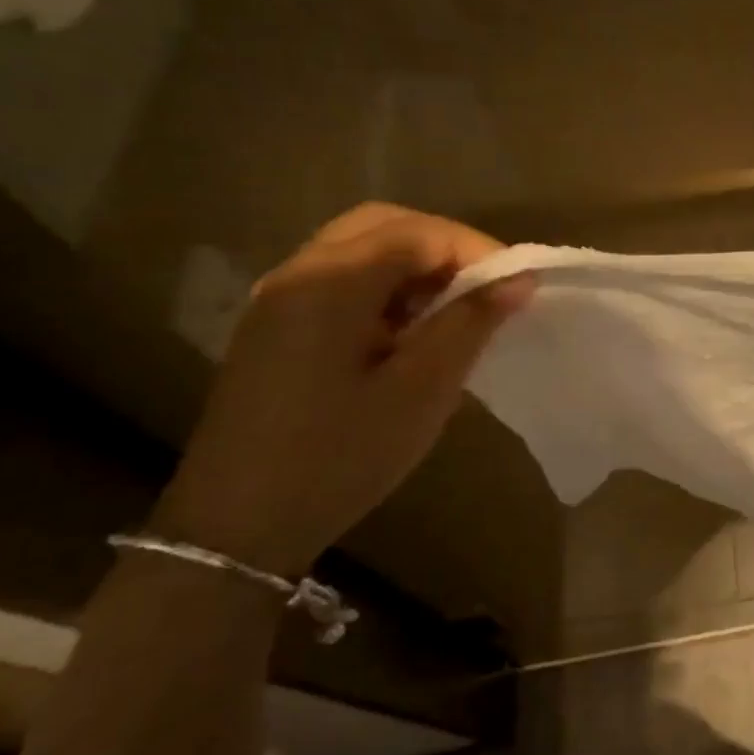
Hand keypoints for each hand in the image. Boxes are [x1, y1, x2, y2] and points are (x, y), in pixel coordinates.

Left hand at [151, 204, 529, 573]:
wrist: (235, 528)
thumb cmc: (340, 455)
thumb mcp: (422, 390)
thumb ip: (470, 323)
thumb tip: (517, 279)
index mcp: (330, 282)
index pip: (418, 233)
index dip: (475, 250)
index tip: (516, 286)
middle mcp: (298, 274)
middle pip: (383, 226)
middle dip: (443, 247)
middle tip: (484, 288)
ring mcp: (279, 300)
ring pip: (360, 250)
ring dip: (414, 267)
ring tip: (454, 312)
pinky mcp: (275, 329)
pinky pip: (340, 282)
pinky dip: (385, 289)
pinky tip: (408, 334)